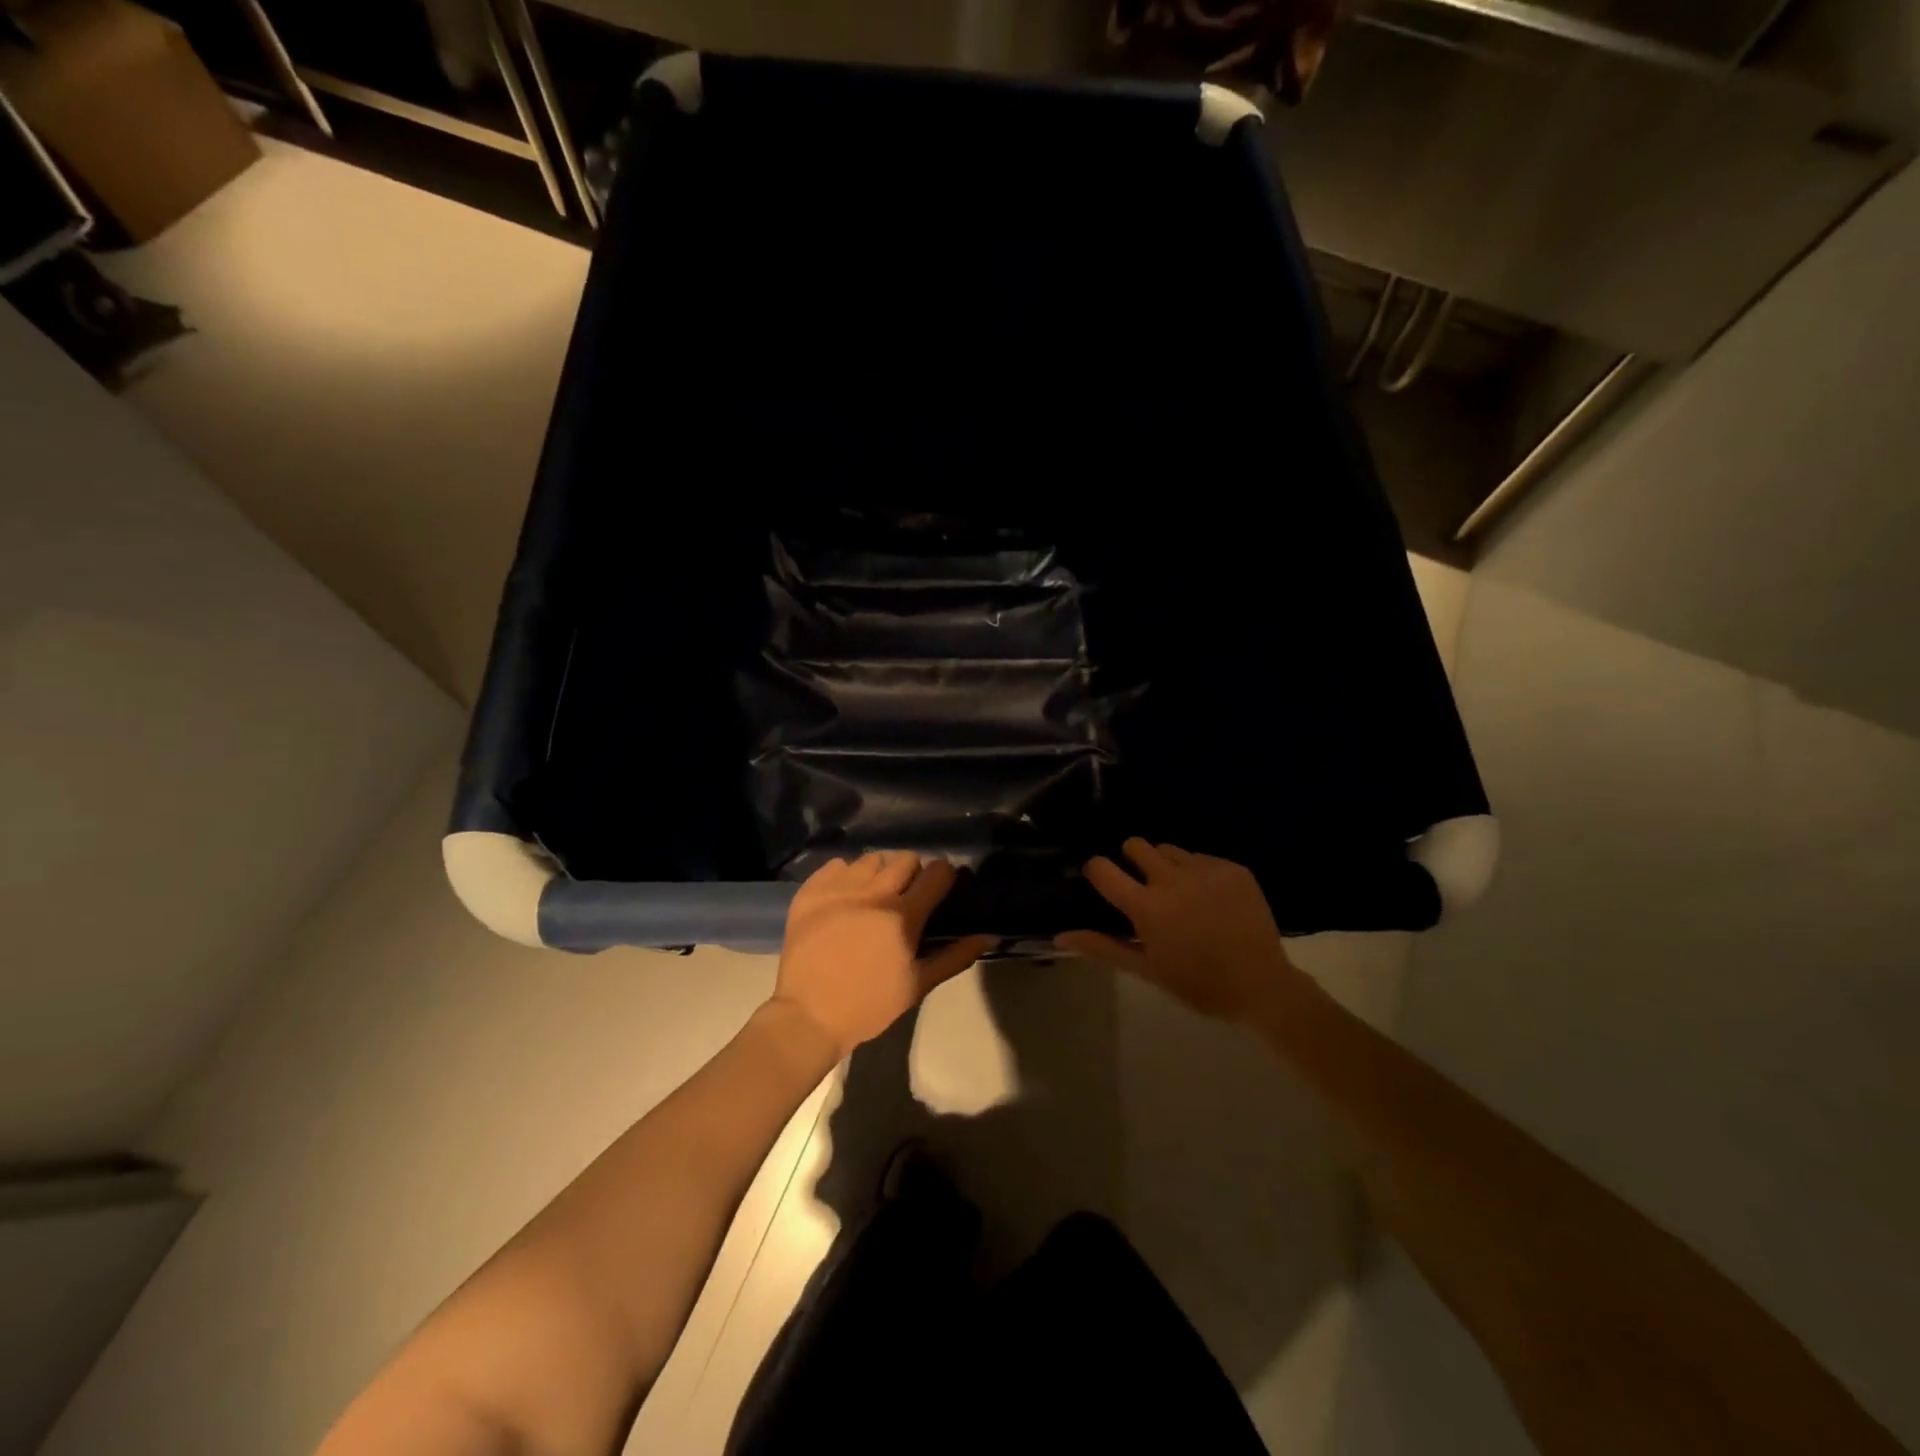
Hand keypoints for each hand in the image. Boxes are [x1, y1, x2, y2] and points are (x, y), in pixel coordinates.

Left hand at [769, 852, 997, 1060]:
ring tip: (874, 893)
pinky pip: (835, 865)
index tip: (941, 887)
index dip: (944, 876)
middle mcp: (873, 894)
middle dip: (912, 872)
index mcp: (902, 917)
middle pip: (905, 858)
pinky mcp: (810, 892)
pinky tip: (845, 895)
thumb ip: (954, 957)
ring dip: (879, 872)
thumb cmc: (869, 1005)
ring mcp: (839, 889)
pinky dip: (845, 875)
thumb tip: (988, 936)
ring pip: (870, 859)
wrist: (808, 1016)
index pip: (936, 874)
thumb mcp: (917, 986)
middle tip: (907, 894)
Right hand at [1055, 838, 1306, 1022]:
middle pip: (1135, 845)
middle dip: (1131, 859)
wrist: (1262, 985)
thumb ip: (1103, 946)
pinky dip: (1197, 872)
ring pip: (1169, 849)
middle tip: (1142, 886)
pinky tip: (1210, 899)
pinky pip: (1201, 857)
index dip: (1097, 871)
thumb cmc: (1197, 984)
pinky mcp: (1232, 867)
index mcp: (1147, 907)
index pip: (1103, 868)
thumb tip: (1060, 935)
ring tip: (1179, 893)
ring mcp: (1205, 869)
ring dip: (1165, 865)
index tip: (1102, 881)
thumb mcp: (1147, 969)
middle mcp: (1172, 879)